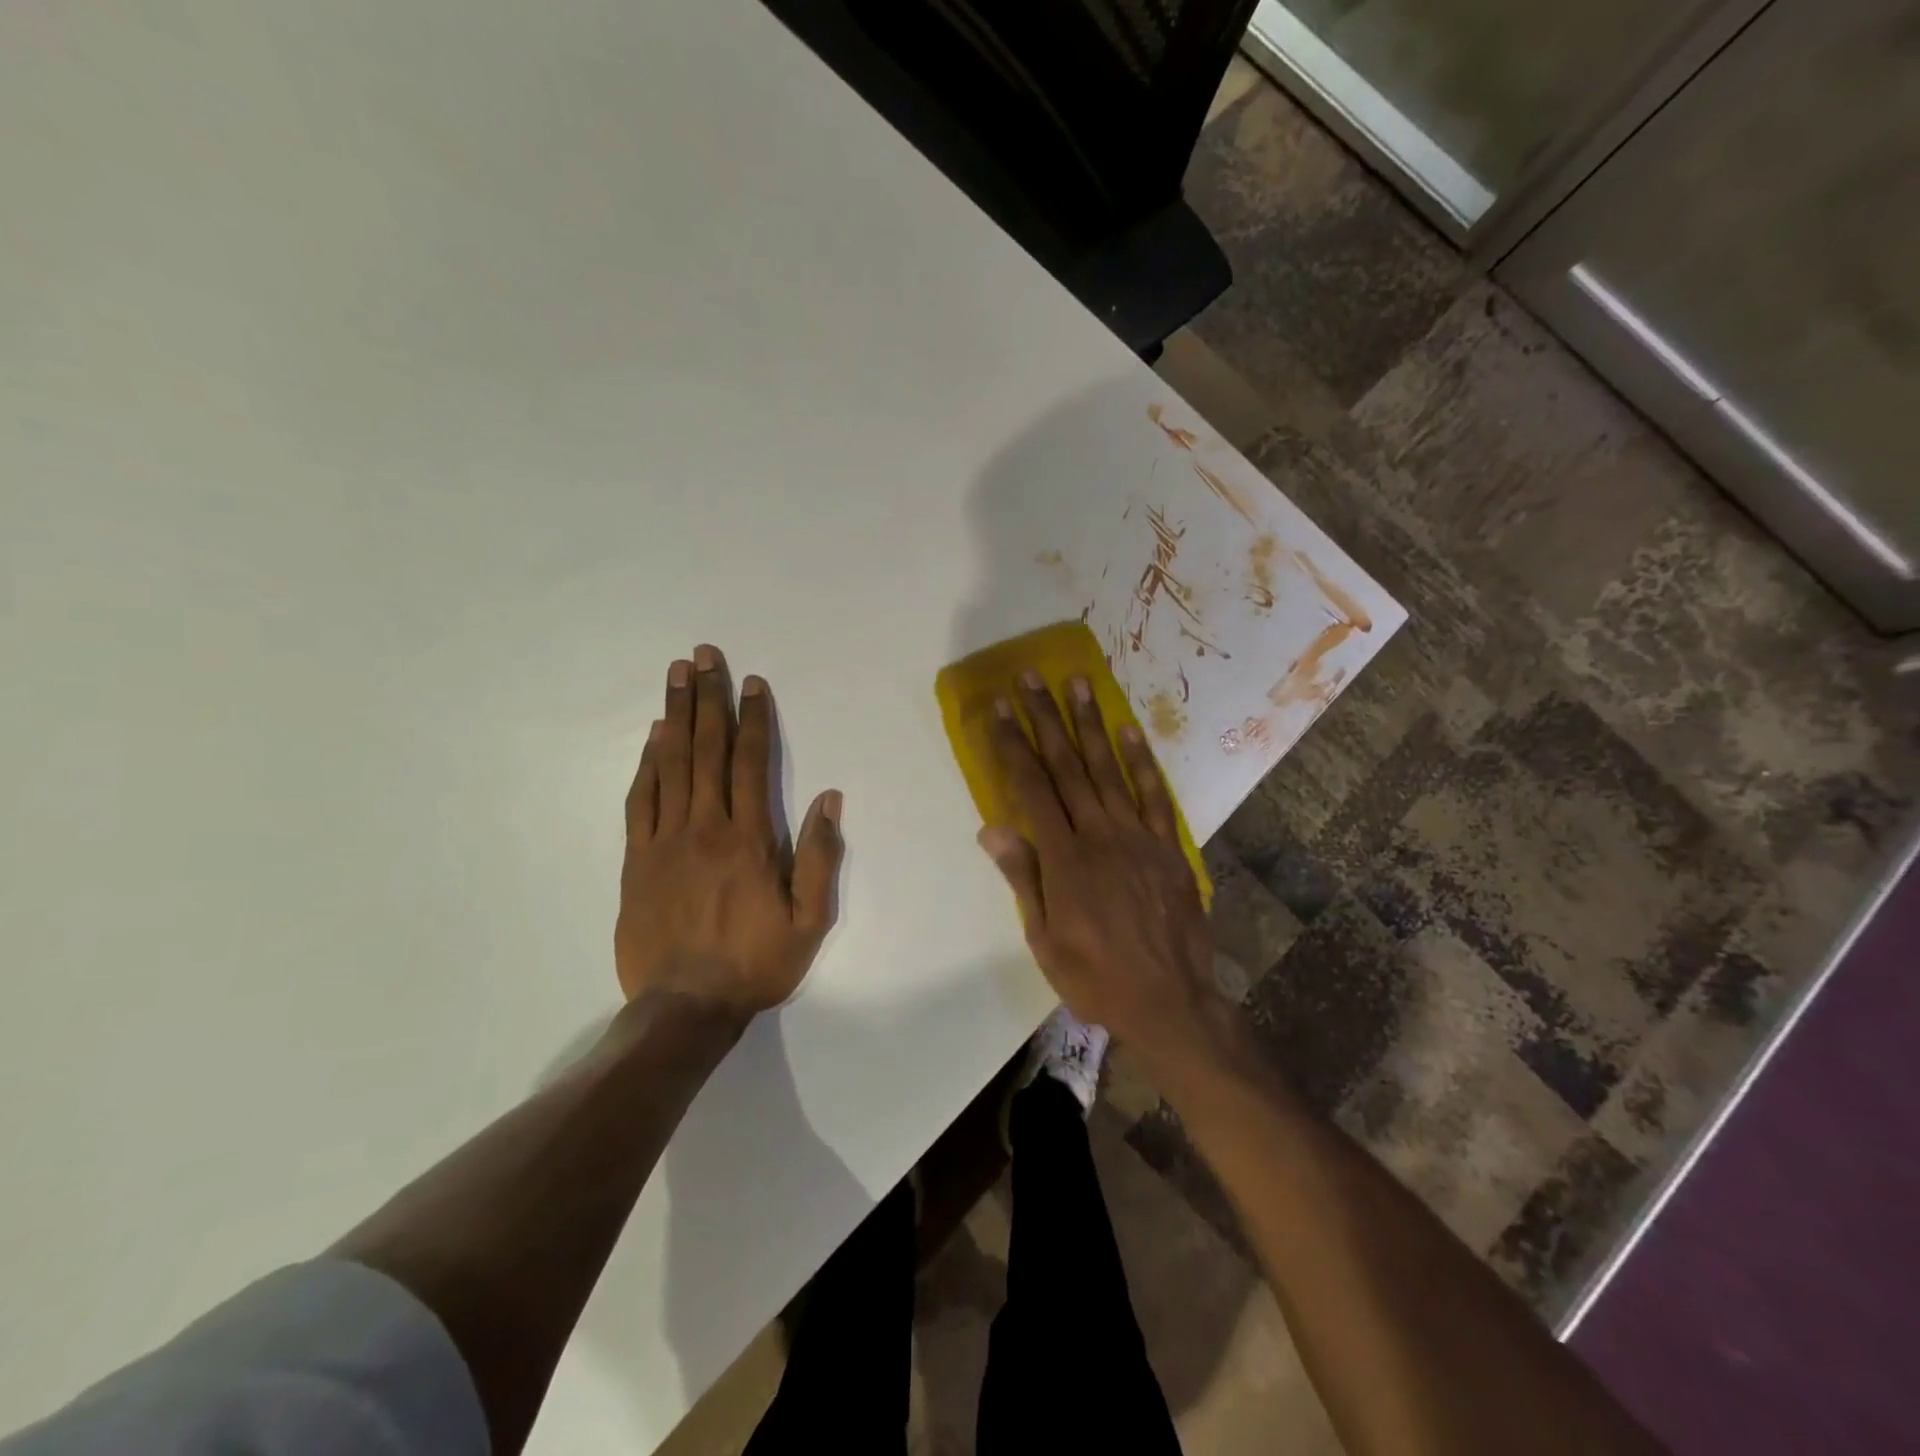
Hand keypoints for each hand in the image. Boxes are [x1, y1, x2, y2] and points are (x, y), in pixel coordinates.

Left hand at [616, 644, 843, 1025]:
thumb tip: (828, 799)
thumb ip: (819, 857)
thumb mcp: (809, 920)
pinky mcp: (636, 860)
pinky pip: (640, 800)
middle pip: (708, 750)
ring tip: (676, 675)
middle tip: (705, 656)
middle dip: (709, 698)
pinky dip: (647, 764)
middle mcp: (705, 827)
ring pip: (671, 764)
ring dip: (676, 715)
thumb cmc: (756, 963)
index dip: (754, 719)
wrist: (685, 1007)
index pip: (752, 763)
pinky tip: (654, 737)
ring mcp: (665, 841)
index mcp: (749, 840)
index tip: (753, 683)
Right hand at [979, 670, 1220, 1058]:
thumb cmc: (1095, 976)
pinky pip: (1154, 795)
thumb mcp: (1044, 939)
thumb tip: (992, 828)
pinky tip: (1128, 730)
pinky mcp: (1169, 846)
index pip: (1032, 789)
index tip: (1001, 710)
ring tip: (1077, 683)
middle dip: (1046, 719)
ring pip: (1109, 769)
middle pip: (1068, 767)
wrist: (1170, 1002)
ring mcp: (1139, 837)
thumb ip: (1023, 878)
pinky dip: (1141, 760)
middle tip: (1031, 678)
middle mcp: (1100, 835)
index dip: (1014, 746)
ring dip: (1091, 724)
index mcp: (1065, 859)